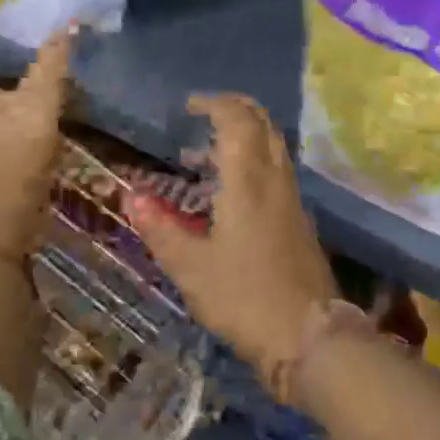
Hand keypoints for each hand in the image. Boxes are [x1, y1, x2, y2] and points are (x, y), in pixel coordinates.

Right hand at [128, 94, 336, 375]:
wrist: (309, 335)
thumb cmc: (244, 297)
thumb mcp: (191, 267)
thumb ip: (160, 229)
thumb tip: (130, 196)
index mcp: (248, 180)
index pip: (237, 120)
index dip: (215, 104)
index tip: (190, 106)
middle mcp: (275, 179)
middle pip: (263, 123)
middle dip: (236, 109)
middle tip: (205, 114)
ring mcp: (293, 198)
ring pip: (274, 146)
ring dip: (247, 135)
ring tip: (210, 154)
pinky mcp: (301, 220)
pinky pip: (278, 170)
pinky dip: (256, 160)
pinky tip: (233, 189)